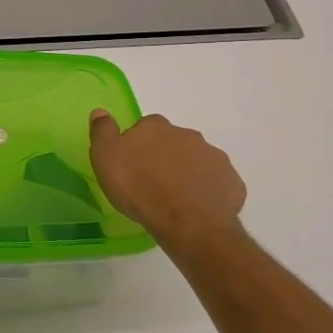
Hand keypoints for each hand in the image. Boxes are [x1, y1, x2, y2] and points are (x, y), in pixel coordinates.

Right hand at [89, 110, 247, 244]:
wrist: (186, 221)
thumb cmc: (139, 188)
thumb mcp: (105, 157)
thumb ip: (103, 131)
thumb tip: (101, 111)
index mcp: (156, 127)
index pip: (145, 126)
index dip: (139, 143)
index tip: (132, 163)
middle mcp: (187, 135)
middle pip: (174, 141)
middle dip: (166, 156)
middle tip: (153, 182)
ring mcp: (213, 157)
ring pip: (197, 160)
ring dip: (188, 172)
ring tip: (175, 198)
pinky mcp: (231, 182)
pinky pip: (216, 182)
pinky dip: (208, 190)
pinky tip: (197, 208)